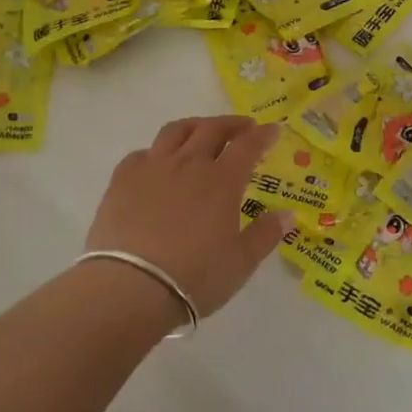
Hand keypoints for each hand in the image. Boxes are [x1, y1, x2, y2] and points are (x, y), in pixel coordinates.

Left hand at [85, 116, 294, 318]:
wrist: (131, 287)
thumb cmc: (195, 276)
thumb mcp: (241, 262)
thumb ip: (266, 234)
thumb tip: (289, 214)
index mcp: (222, 181)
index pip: (247, 146)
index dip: (263, 135)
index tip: (273, 130)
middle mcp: (188, 164)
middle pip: (212, 129)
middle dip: (231, 124)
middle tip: (243, 127)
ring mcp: (152, 168)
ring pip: (175, 131)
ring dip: (195, 126)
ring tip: (202, 131)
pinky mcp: (122, 180)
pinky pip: (141, 154)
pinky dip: (156, 152)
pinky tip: (157, 163)